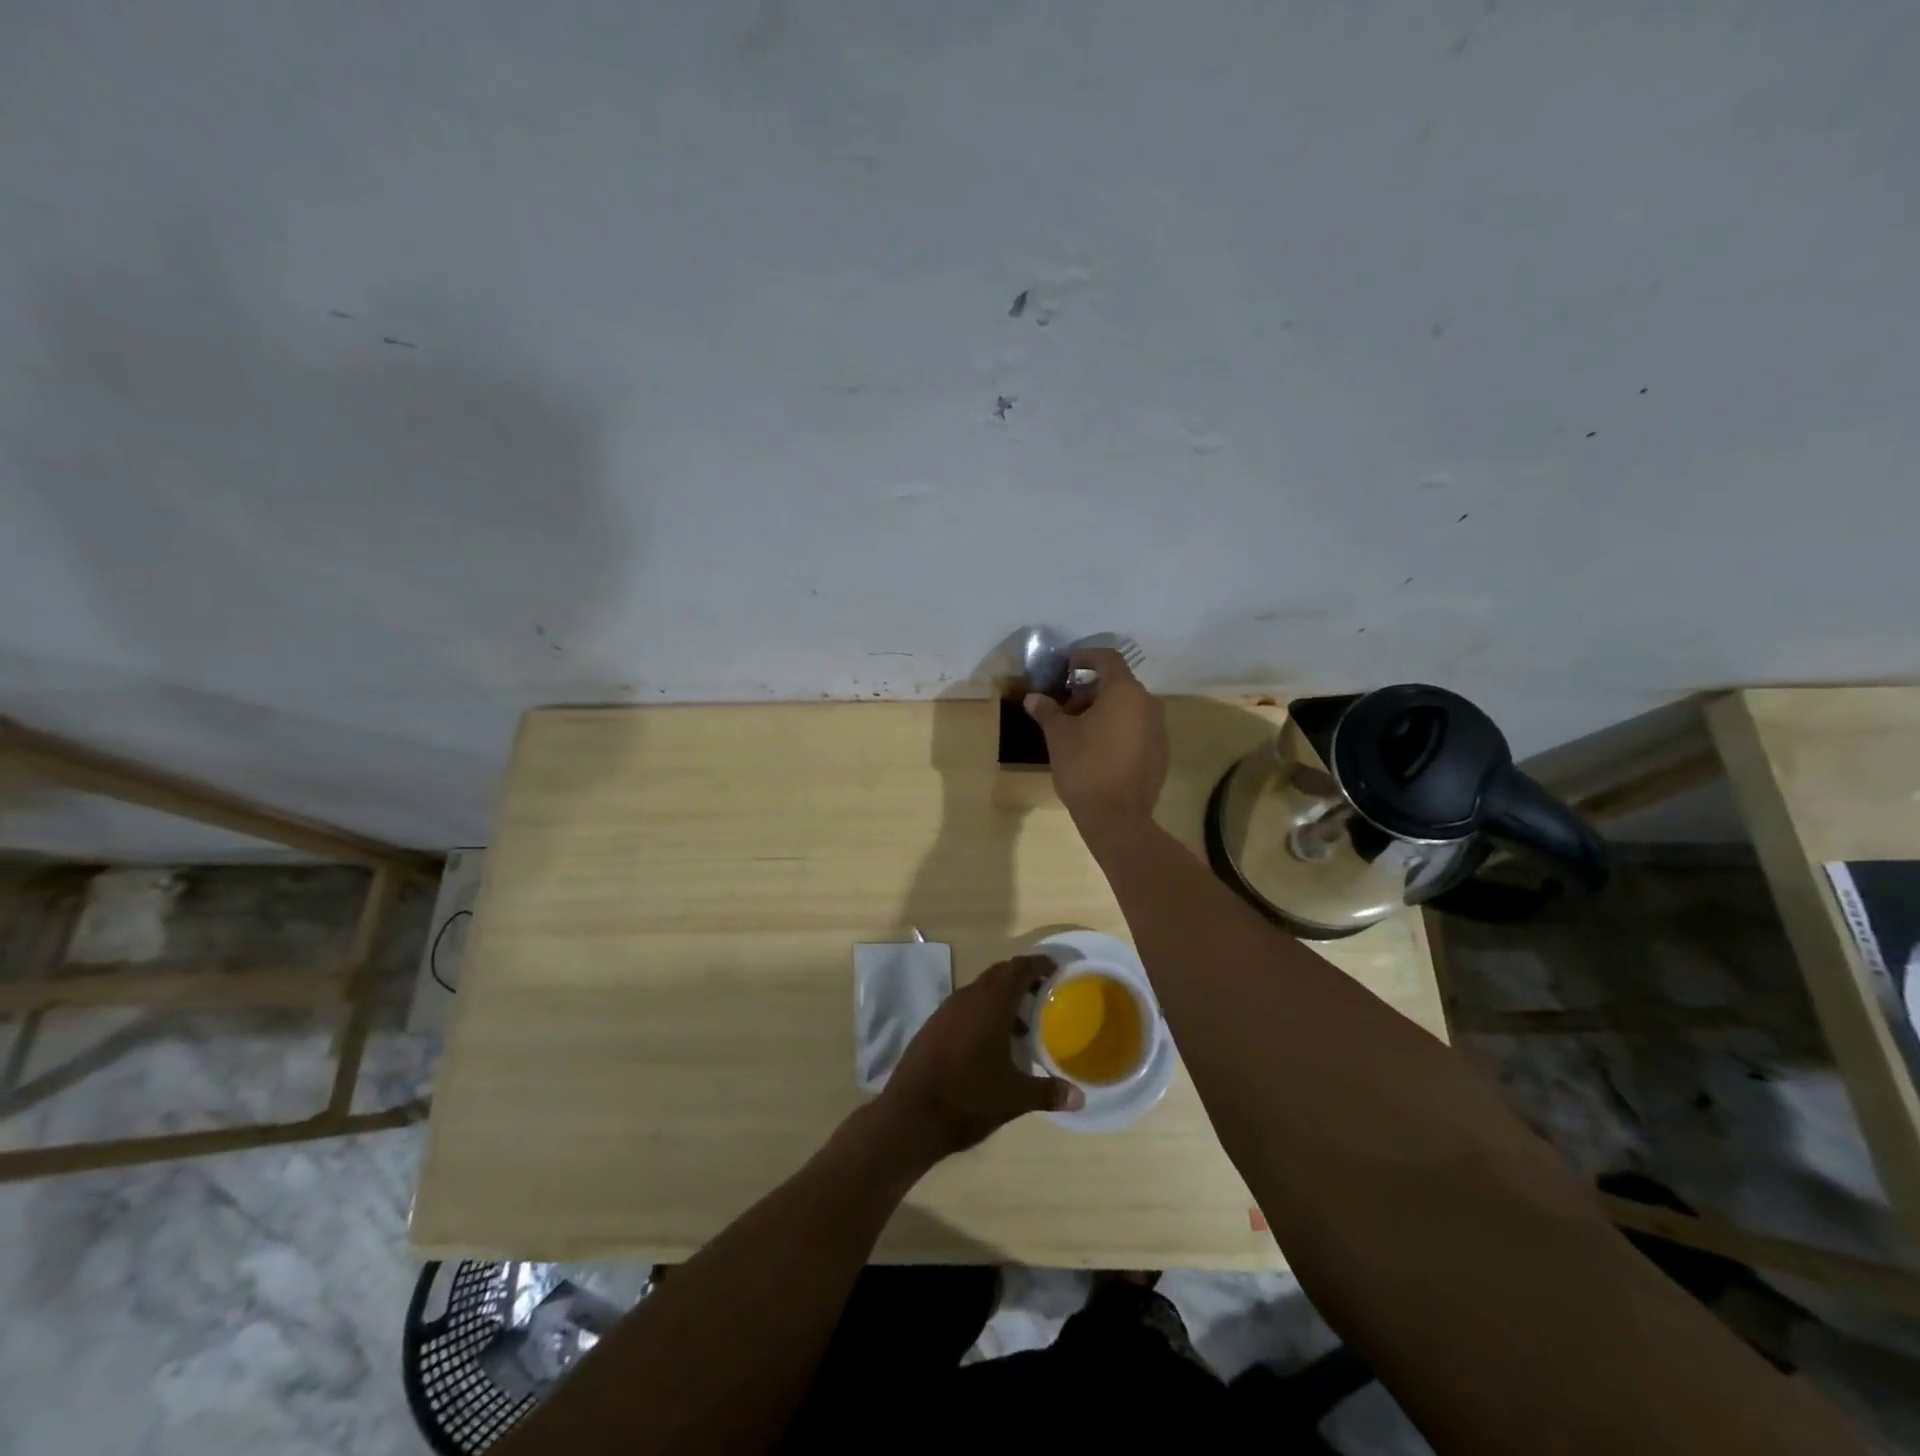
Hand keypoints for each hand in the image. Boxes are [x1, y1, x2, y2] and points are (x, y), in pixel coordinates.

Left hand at [876, 956, 1083, 1160]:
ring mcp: (947, 1010)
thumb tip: (1079, 1098)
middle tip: (1043, 993)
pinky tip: (990, 1042)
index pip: (1019, 969)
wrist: (910, 1114)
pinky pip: (965, 1005)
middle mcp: (968, 998)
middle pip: (999, 973)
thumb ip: (1048, 1093)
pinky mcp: (933, 1025)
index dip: (1038, 964)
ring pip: (980, 989)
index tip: (1055, 970)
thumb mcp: (1014, 1098)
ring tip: (1022, 1025)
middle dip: (1022, 978)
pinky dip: (983, 1011)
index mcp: (991, 1004)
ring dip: (1001, 997)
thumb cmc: (968, 1098)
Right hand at [1024, 649, 1168, 827]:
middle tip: (1066, 709)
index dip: (1085, 658)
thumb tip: (1032, 698)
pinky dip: (1118, 729)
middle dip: (1090, 690)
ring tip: (1079, 731)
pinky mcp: (1161, 752)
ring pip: (1129, 708)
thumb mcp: (1058, 736)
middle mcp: (1148, 704)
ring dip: (1104, 710)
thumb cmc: (1084, 767)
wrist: (1117, 817)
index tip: (1066, 667)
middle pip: (1118, 684)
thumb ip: (1047, 711)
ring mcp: (1158, 729)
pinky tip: (1098, 750)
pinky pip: (1137, 729)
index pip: (1108, 659)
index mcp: (1124, 692)